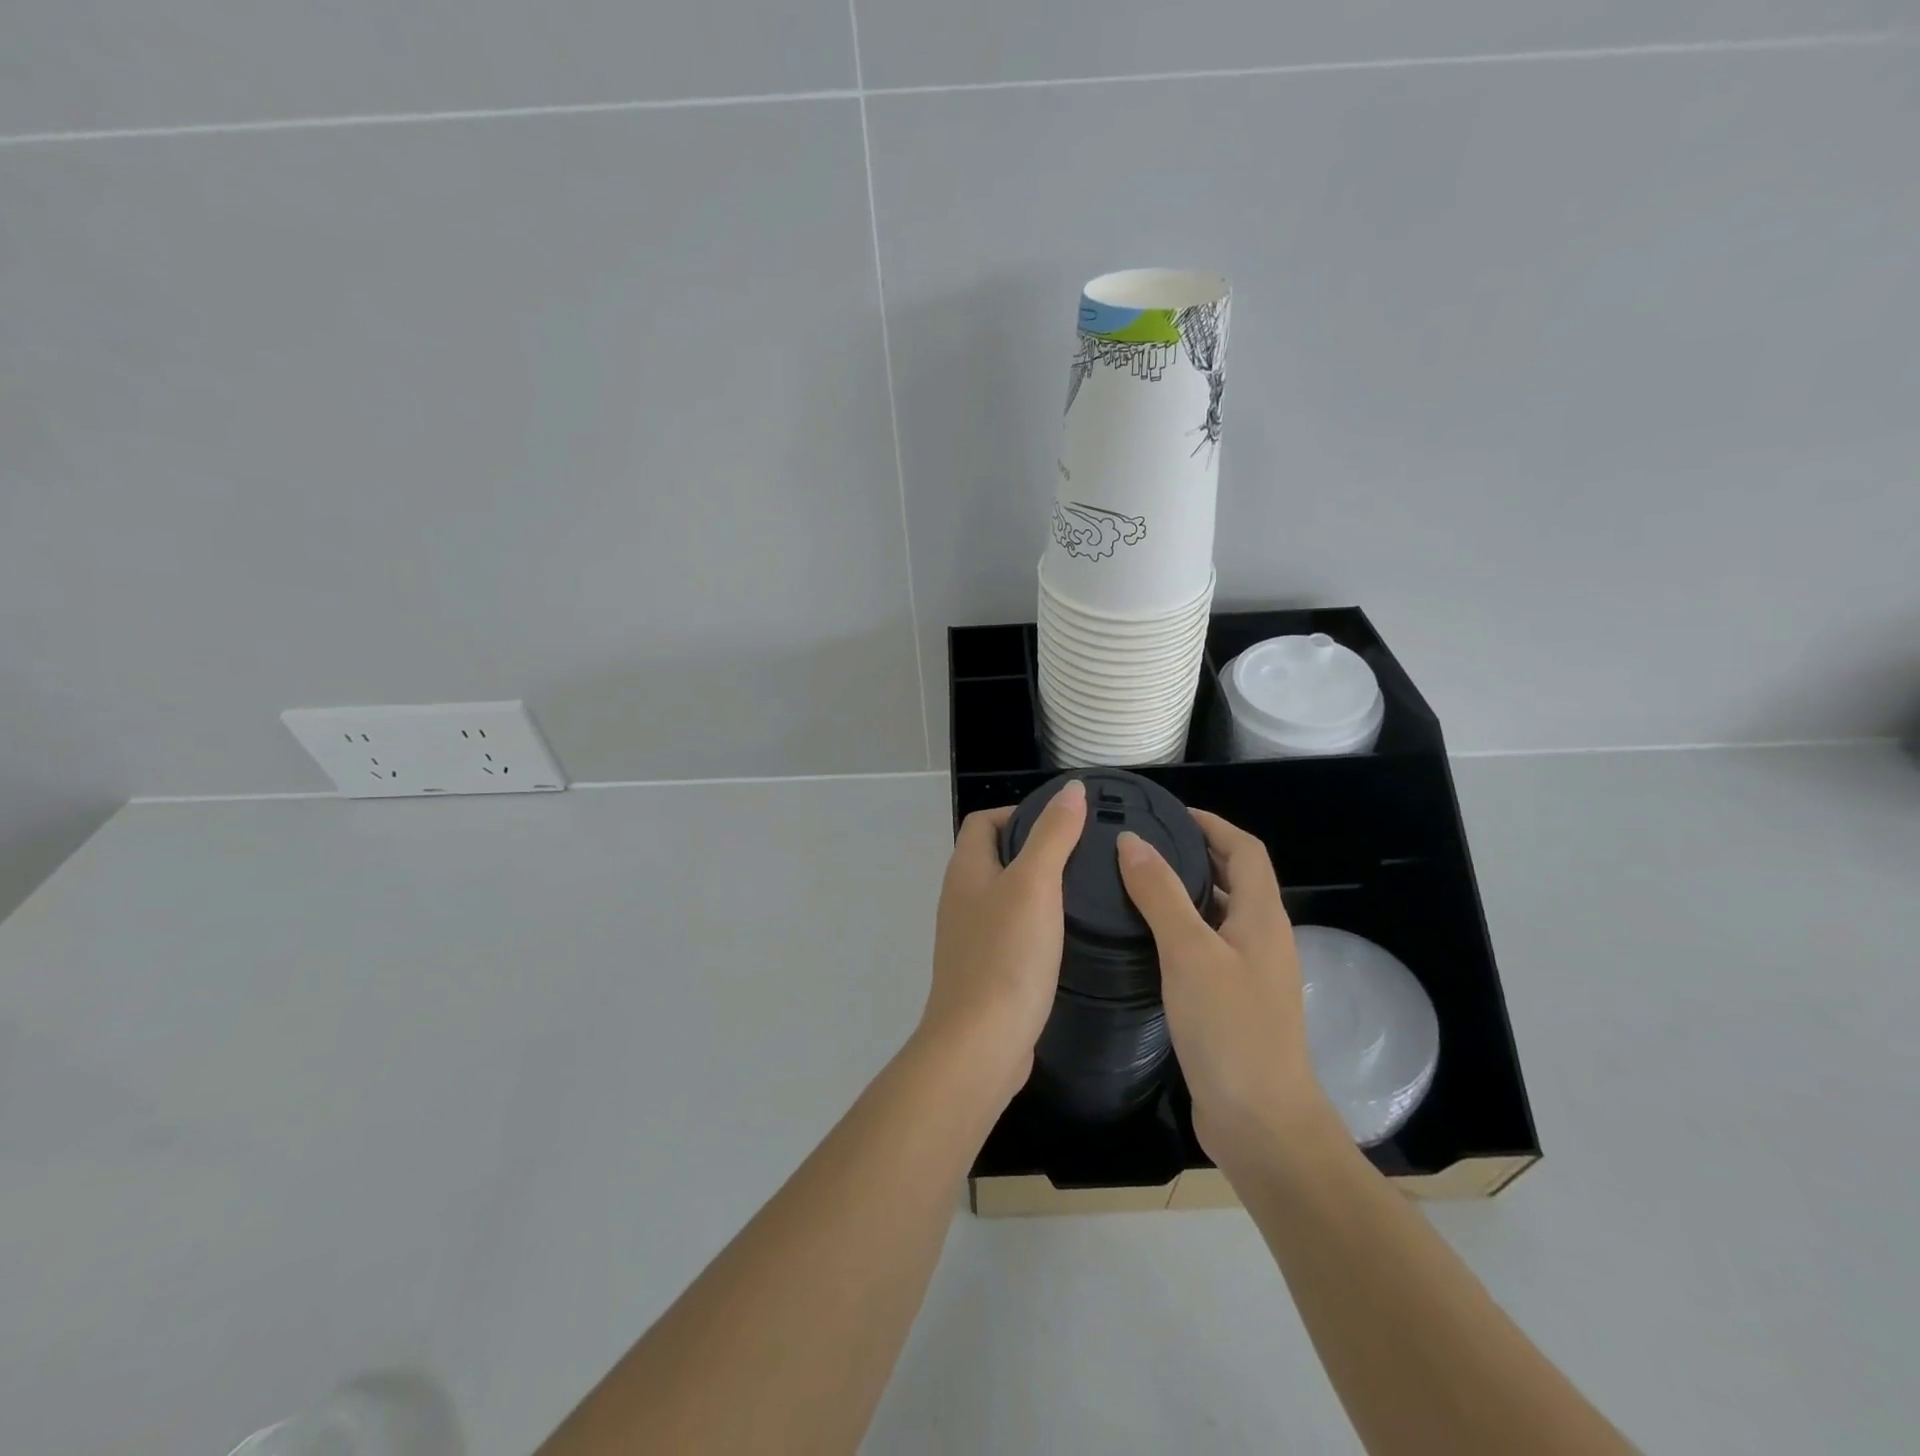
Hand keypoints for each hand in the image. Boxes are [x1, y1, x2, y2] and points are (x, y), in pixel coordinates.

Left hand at [922, 780, 1087, 1108]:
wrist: (980, 1044)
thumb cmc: (1007, 955)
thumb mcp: (1035, 884)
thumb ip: (1053, 835)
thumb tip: (1070, 789)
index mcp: (966, 870)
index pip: (984, 821)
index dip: (1019, 812)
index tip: (1064, 822)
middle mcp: (961, 897)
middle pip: (995, 855)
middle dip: (1034, 847)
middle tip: (1084, 854)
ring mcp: (970, 936)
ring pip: (1005, 895)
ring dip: (1038, 887)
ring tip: (1084, 889)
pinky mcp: (986, 969)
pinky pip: (1011, 930)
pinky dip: (1036, 922)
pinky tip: (1067, 934)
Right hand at [1116, 811, 1332, 1169]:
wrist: (1261, 1124)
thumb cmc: (1230, 1030)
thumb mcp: (1189, 952)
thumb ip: (1160, 893)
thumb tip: (1132, 841)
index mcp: (1261, 918)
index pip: (1245, 850)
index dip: (1212, 824)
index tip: (1169, 812)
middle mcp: (1261, 939)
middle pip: (1233, 879)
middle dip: (1194, 853)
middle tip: (1141, 844)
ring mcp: (1249, 974)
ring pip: (1217, 915)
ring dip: (1184, 892)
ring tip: (1133, 882)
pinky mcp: (1231, 1003)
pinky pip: (1205, 948)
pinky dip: (1179, 930)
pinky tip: (1144, 939)